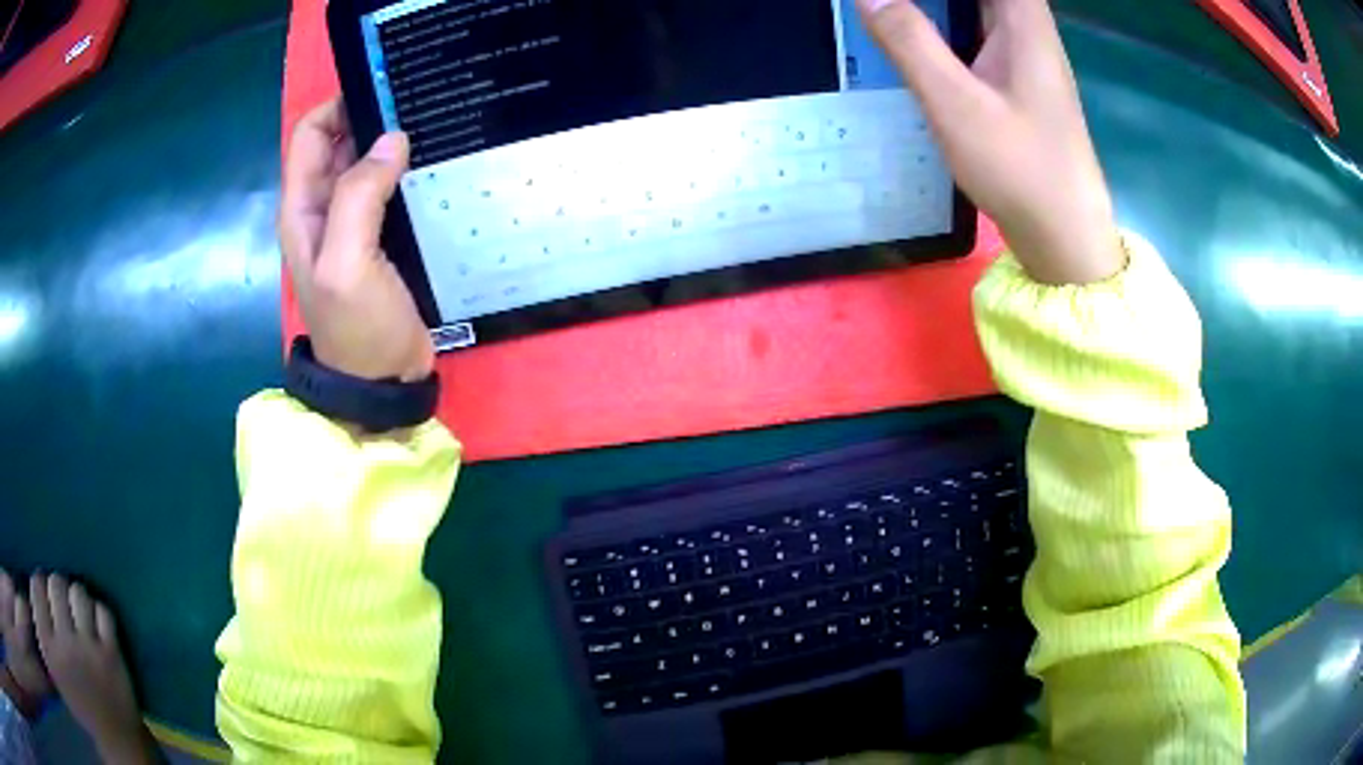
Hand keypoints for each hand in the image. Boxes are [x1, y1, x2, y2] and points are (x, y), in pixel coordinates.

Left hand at [279, 98, 433, 381]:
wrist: (382, 383)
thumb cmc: (357, 329)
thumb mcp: (347, 264)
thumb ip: (359, 198)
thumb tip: (391, 140)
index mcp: (302, 208)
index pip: (310, 133)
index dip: (341, 105)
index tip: (386, 94)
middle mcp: (323, 207)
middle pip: (341, 140)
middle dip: (372, 117)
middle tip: (421, 105)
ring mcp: (352, 222)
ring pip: (368, 161)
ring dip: (394, 143)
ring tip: (436, 127)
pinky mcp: (381, 235)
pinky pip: (390, 187)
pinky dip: (409, 170)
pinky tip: (438, 164)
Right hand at [857, 0, 1124, 284]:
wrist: (1064, 238)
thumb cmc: (1020, 168)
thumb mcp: (956, 103)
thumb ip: (909, 41)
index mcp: (1024, 21)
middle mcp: (1027, 30)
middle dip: (934, 0)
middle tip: (883, 7)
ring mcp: (1023, 57)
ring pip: (975, 9)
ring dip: (935, 10)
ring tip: (888, 14)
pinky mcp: (1015, 82)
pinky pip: (974, 35)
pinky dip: (943, 29)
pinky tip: (912, 40)